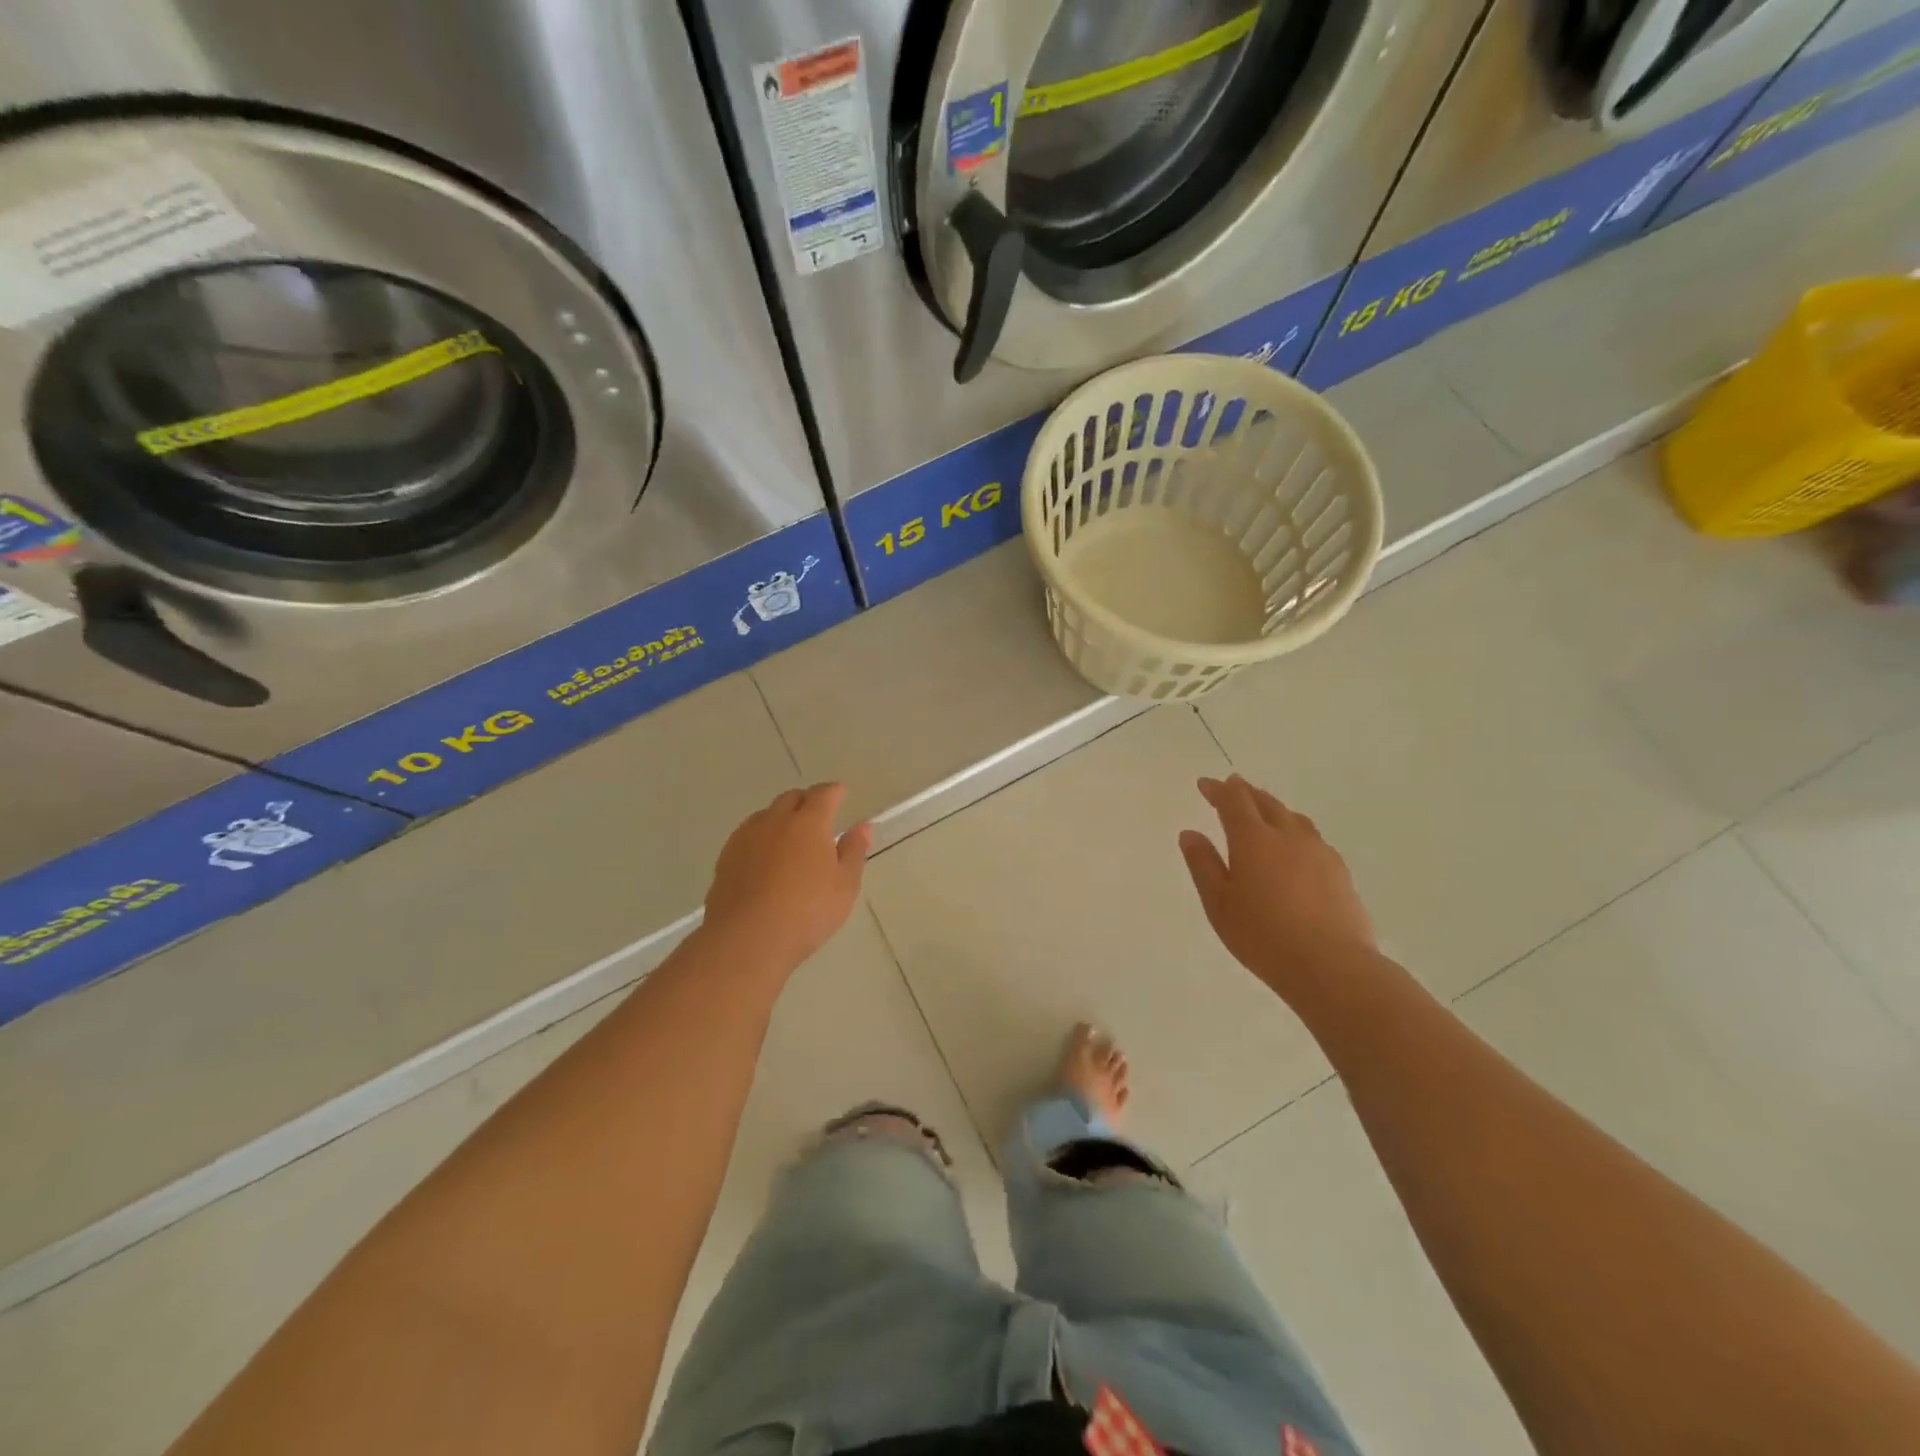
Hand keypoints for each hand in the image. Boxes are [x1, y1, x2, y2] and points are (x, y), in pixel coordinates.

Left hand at [702, 783, 870, 973]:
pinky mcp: (725, 857)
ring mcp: (746, 838)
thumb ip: (854, 851)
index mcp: (809, 823)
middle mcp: (775, 821)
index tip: (840, 793)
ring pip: (766, 815)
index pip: (823, 794)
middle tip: (817, 816)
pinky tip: (764, 858)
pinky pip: (747, 835)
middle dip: (806, 801)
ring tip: (790, 838)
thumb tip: (862, 826)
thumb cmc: (806, 912)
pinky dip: (761, 837)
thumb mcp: (844, 886)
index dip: (834, 791)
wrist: (746, 939)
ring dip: (781, 818)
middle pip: (791, 798)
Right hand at [1179, 775, 1375, 998]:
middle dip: (1246, 792)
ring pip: (1293, 818)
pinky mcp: (1340, 872)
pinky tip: (1296, 847)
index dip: (1218, 789)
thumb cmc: (1262, 935)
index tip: (1205, 784)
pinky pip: (1313, 839)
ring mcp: (1319, 852)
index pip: (1234, 801)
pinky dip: (1296, 831)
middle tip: (1233, 786)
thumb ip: (1203, 864)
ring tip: (1265, 810)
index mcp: (1253, 839)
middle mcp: (1288, 836)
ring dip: (1274, 808)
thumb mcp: (1218, 902)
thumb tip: (1190, 833)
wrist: (1330, 965)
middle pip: (1266, 802)